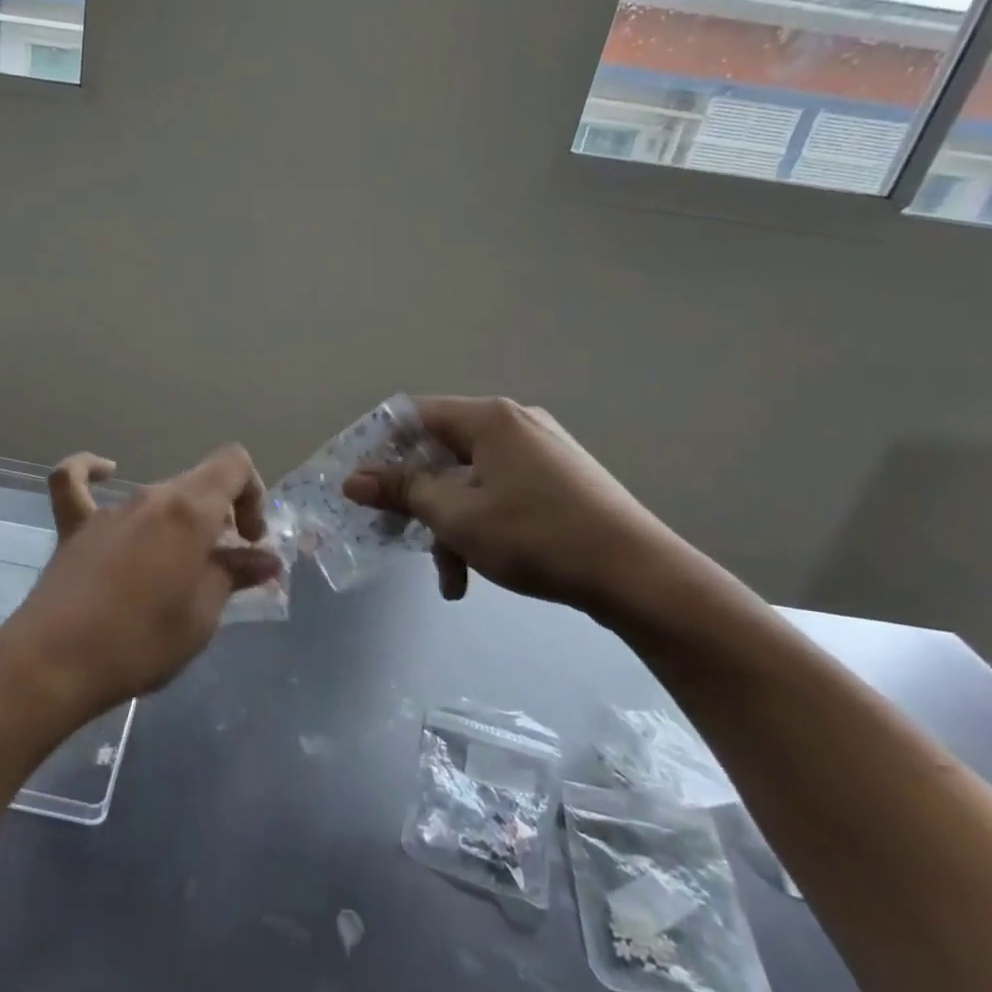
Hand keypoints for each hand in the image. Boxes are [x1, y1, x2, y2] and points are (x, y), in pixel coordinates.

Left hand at [0, 445, 282, 721]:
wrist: (56, 663)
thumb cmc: (141, 641)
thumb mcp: (202, 615)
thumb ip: (234, 575)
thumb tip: (265, 559)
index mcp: (189, 510)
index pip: (234, 465)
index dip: (253, 494)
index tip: (249, 541)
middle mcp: (151, 497)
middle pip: (198, 483)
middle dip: (221, 516)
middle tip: (225, 566)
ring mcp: (109, 510)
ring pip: (157, 496)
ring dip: (179, 519)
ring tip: (180, 565)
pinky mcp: (74, 528)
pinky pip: (76, 484)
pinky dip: (92, 473)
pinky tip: (106, 473)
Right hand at [343, 396, 687, 617]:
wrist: (639, 576)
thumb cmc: (536, 535)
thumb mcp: (457, 515)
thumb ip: (402, 491)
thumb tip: (352, 479)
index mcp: (488, 418)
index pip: (413, 415)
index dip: (377, 447)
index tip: (357, 484)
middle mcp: (513, 425)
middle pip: (440, 451)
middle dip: (415, 498)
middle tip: (393, 533)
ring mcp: (539, 453)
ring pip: (468, 481)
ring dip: (447, 525)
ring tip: (447, 577)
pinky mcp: (557, 482)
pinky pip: (498, 494)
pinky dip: (479, 527)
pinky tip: (475, 574)